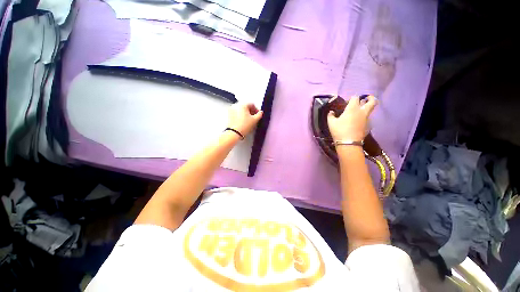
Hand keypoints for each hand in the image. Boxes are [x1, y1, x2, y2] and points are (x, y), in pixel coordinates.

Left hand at [227, 102, 262, 136]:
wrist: (234, 133)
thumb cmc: (245, 126)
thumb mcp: (255, 120)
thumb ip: (259, 115)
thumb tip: (260, 112)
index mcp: (243, 104)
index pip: (252, 104)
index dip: (256, 110)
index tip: (258, 115)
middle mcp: (236, 105)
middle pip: (246, 106)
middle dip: (251, 111)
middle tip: (254, 117)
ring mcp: (232, 110)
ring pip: (241, 110)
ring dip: (246, 113)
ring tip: (249, 120)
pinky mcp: (229, 115)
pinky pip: (237, 113)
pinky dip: (241, 115)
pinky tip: (244, 121)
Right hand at [327, 95, 376, 141]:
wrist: (349, 143)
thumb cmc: (339, 130)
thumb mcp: (331, 123)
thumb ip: (330, 115)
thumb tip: (331, 112)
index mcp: (352, 108)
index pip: (355, 97)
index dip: (352, 98)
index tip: (347, 102)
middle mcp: (362, 111)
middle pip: (372, 101)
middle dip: (370, 98)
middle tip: (366, 99)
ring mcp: (367, 119)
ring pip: (370, 110)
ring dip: (366, 108)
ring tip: (360, 112)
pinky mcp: (368, 126)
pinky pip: (368, 119)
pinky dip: (364, 118)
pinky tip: (358, 122)